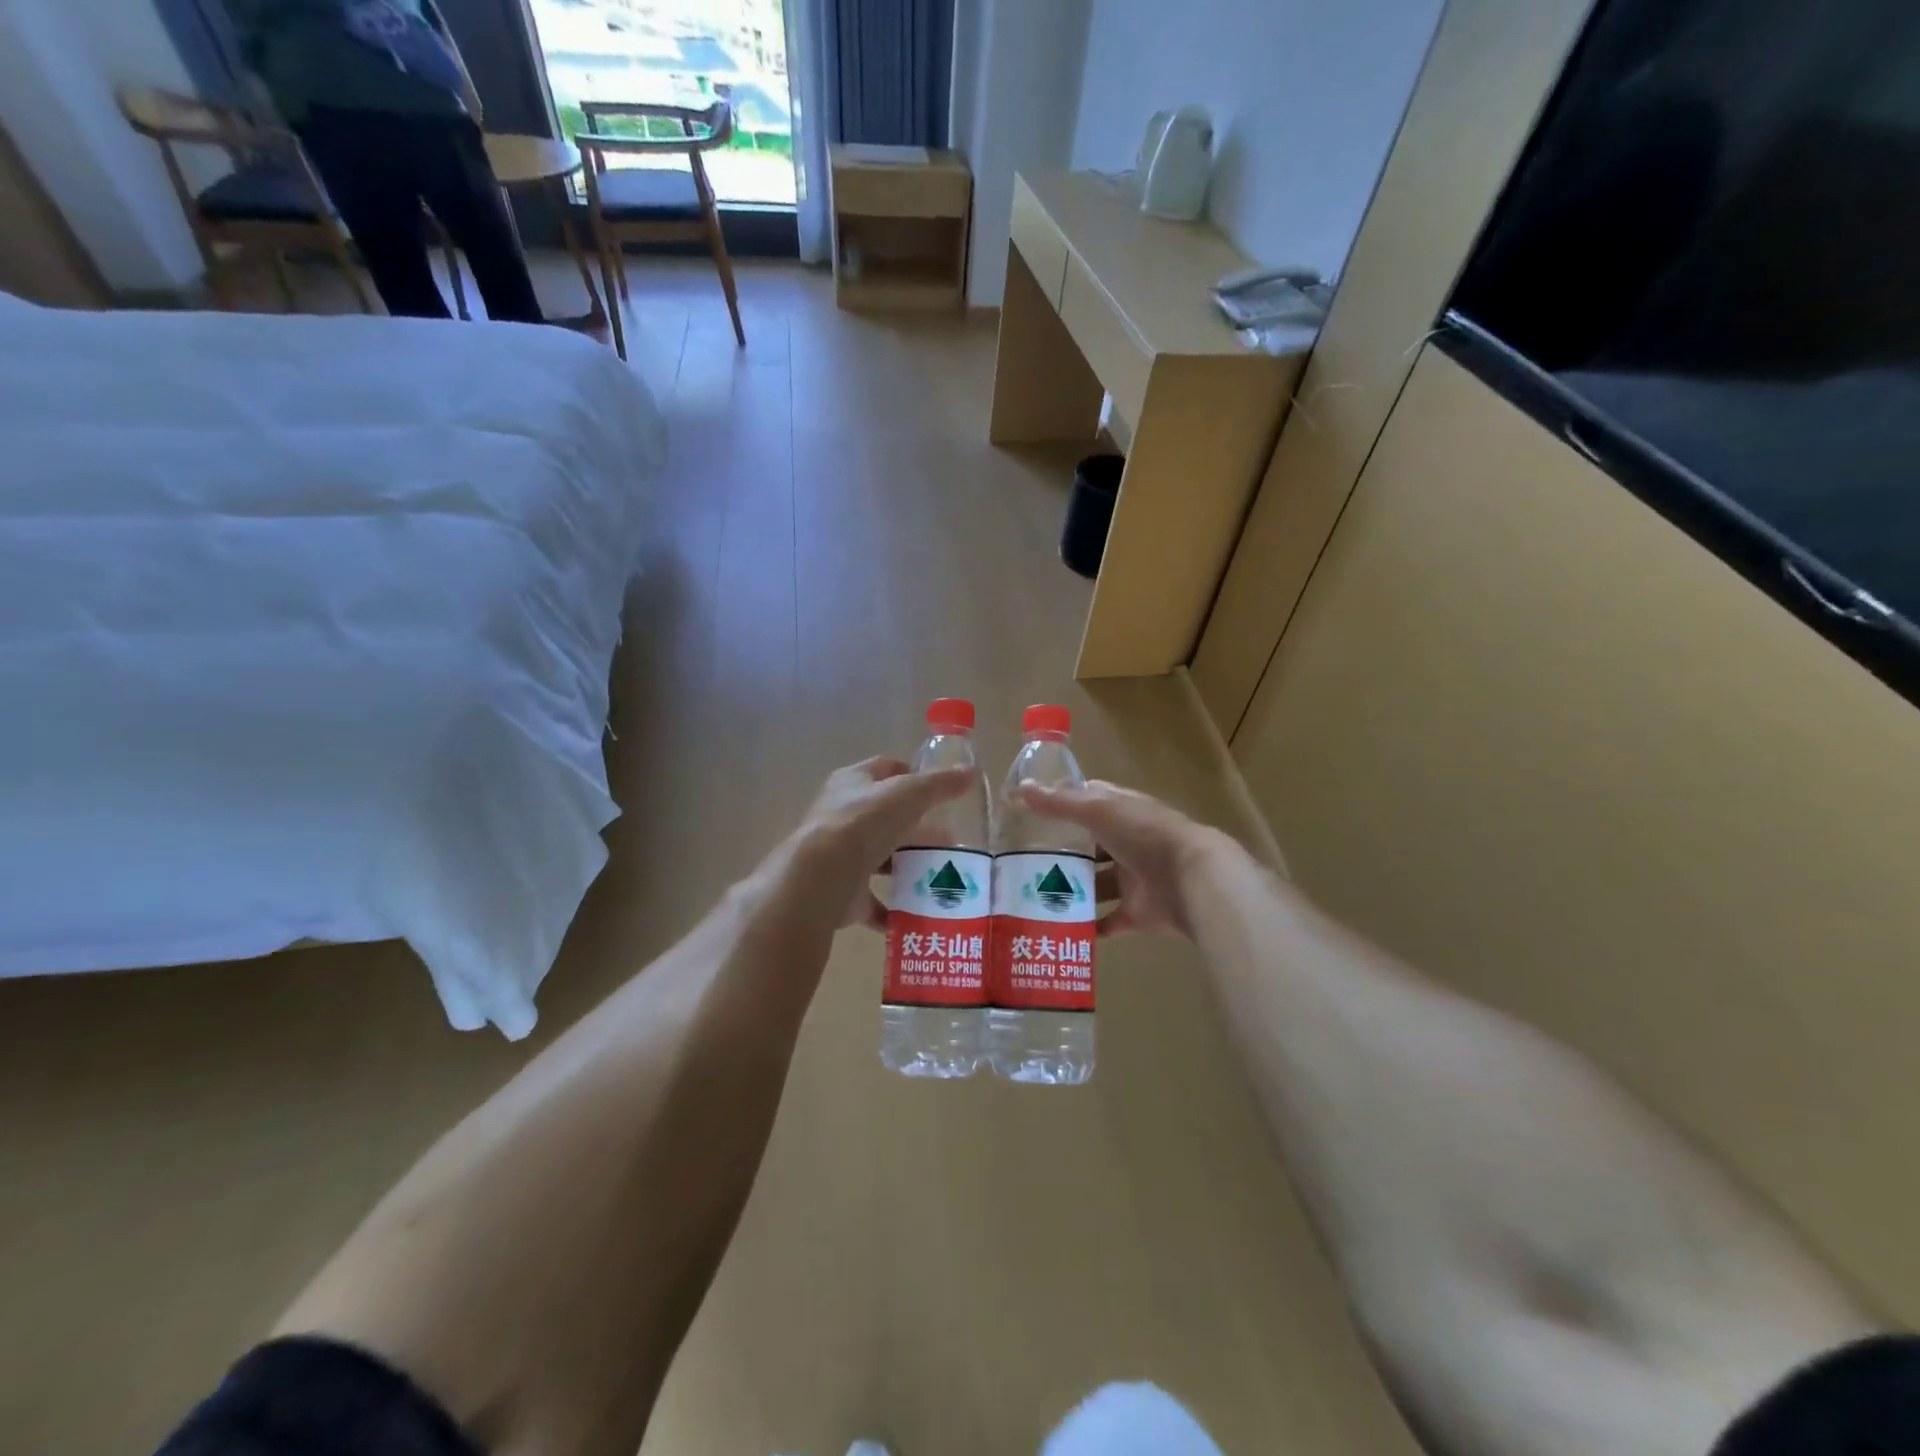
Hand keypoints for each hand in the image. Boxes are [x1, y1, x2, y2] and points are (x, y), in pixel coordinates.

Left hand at [791, 757, 972, 930]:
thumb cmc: (864, 823)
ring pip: (879, 858)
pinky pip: (872, 900)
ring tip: (941, 876)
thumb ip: (940, 784)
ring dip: (906, 866)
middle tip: (950, 841)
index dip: (913, 776)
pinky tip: (918, 912)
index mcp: (852, 783)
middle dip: (917, 829)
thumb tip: (971, 773)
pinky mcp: (841, 891)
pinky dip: (894, 907)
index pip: (886, 770)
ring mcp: (839, 855)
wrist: (822, 876)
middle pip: (885, 818)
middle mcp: (841, 815)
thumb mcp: (909, 793)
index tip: (941, 793)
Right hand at [1016, 780, 1227, 937]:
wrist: (1193, 879)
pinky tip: (1061, 928)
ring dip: (1073, 890)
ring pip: (1097, 884)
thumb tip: (1019, 789)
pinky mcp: (1138, 912)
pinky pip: (1110, 921)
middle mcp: (1127, 842)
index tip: (1029, 813)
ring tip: (1034, 896)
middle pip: (1090, 845)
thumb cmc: (1144, 834)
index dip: (1062, 803)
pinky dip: (1090, 926)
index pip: (1088, 801)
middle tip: (1022, 861)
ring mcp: (1133, 878)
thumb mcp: (1098, 811)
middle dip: (1062, 852)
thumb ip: (1059, 803)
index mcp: (1121, 811)